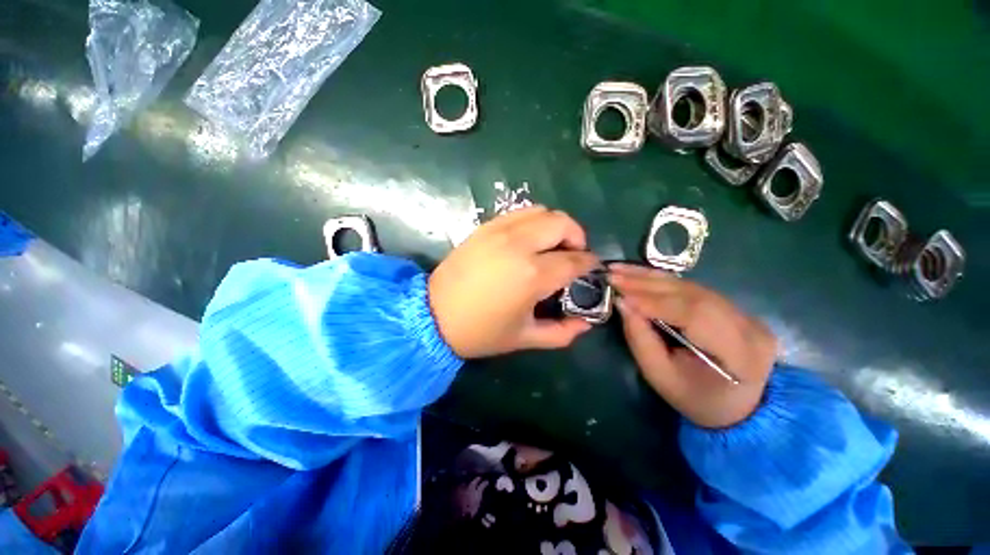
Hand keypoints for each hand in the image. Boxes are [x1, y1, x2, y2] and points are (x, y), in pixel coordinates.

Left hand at [429, 206, 598, 358]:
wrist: (433, 316)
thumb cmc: (480, 332)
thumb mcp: (525, 338)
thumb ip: (562, 332)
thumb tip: (587, 323)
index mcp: (533, 275)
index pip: (575, 260)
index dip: (589, 263)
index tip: (590, 269)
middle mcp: (519, 245)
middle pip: (562, 223)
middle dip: (576, 237)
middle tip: (571, 256)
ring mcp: (499, 231)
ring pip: (541, 211)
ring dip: (555, 226)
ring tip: (550, 246)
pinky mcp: (484, 228)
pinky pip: (517, 214)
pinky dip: (532, 222)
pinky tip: (527, 241)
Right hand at [609, 264, 776, 428]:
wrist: (736, 405)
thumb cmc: (694, 397)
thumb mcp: (660, 375)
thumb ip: (640, 339)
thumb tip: (621, 303)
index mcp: (739, 354)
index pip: (694, 315)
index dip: (654, 302)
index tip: (619, 294)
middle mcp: (749, 327)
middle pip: (692, 295)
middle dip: (647, 284)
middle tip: (612, 275)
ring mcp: (746, 313)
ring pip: (692, 286)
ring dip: (651, 277)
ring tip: (620, 270)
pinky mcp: (734, 306)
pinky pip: (693, 288)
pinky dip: (662, 280)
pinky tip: (639, 274)